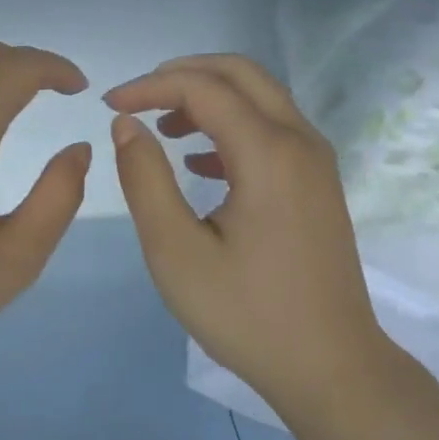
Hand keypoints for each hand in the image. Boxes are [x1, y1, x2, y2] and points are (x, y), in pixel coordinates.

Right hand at [105, 55, 390, 421]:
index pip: (203, 87)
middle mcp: (301, 141)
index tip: (108, 106)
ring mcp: (317, 162)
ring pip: (261, 99)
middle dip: (183, 75)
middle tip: (137, 100)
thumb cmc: (247, 314)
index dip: (150, 87)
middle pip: (241, 74)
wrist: (330, 366)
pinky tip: (201, 162)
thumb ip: (146, 180)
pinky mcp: (319, 185)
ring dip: (210, 98)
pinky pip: (274, 130)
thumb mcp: (177, 252)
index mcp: (268, 152)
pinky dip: (233, 128)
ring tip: (163, 129)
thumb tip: (127, 125)